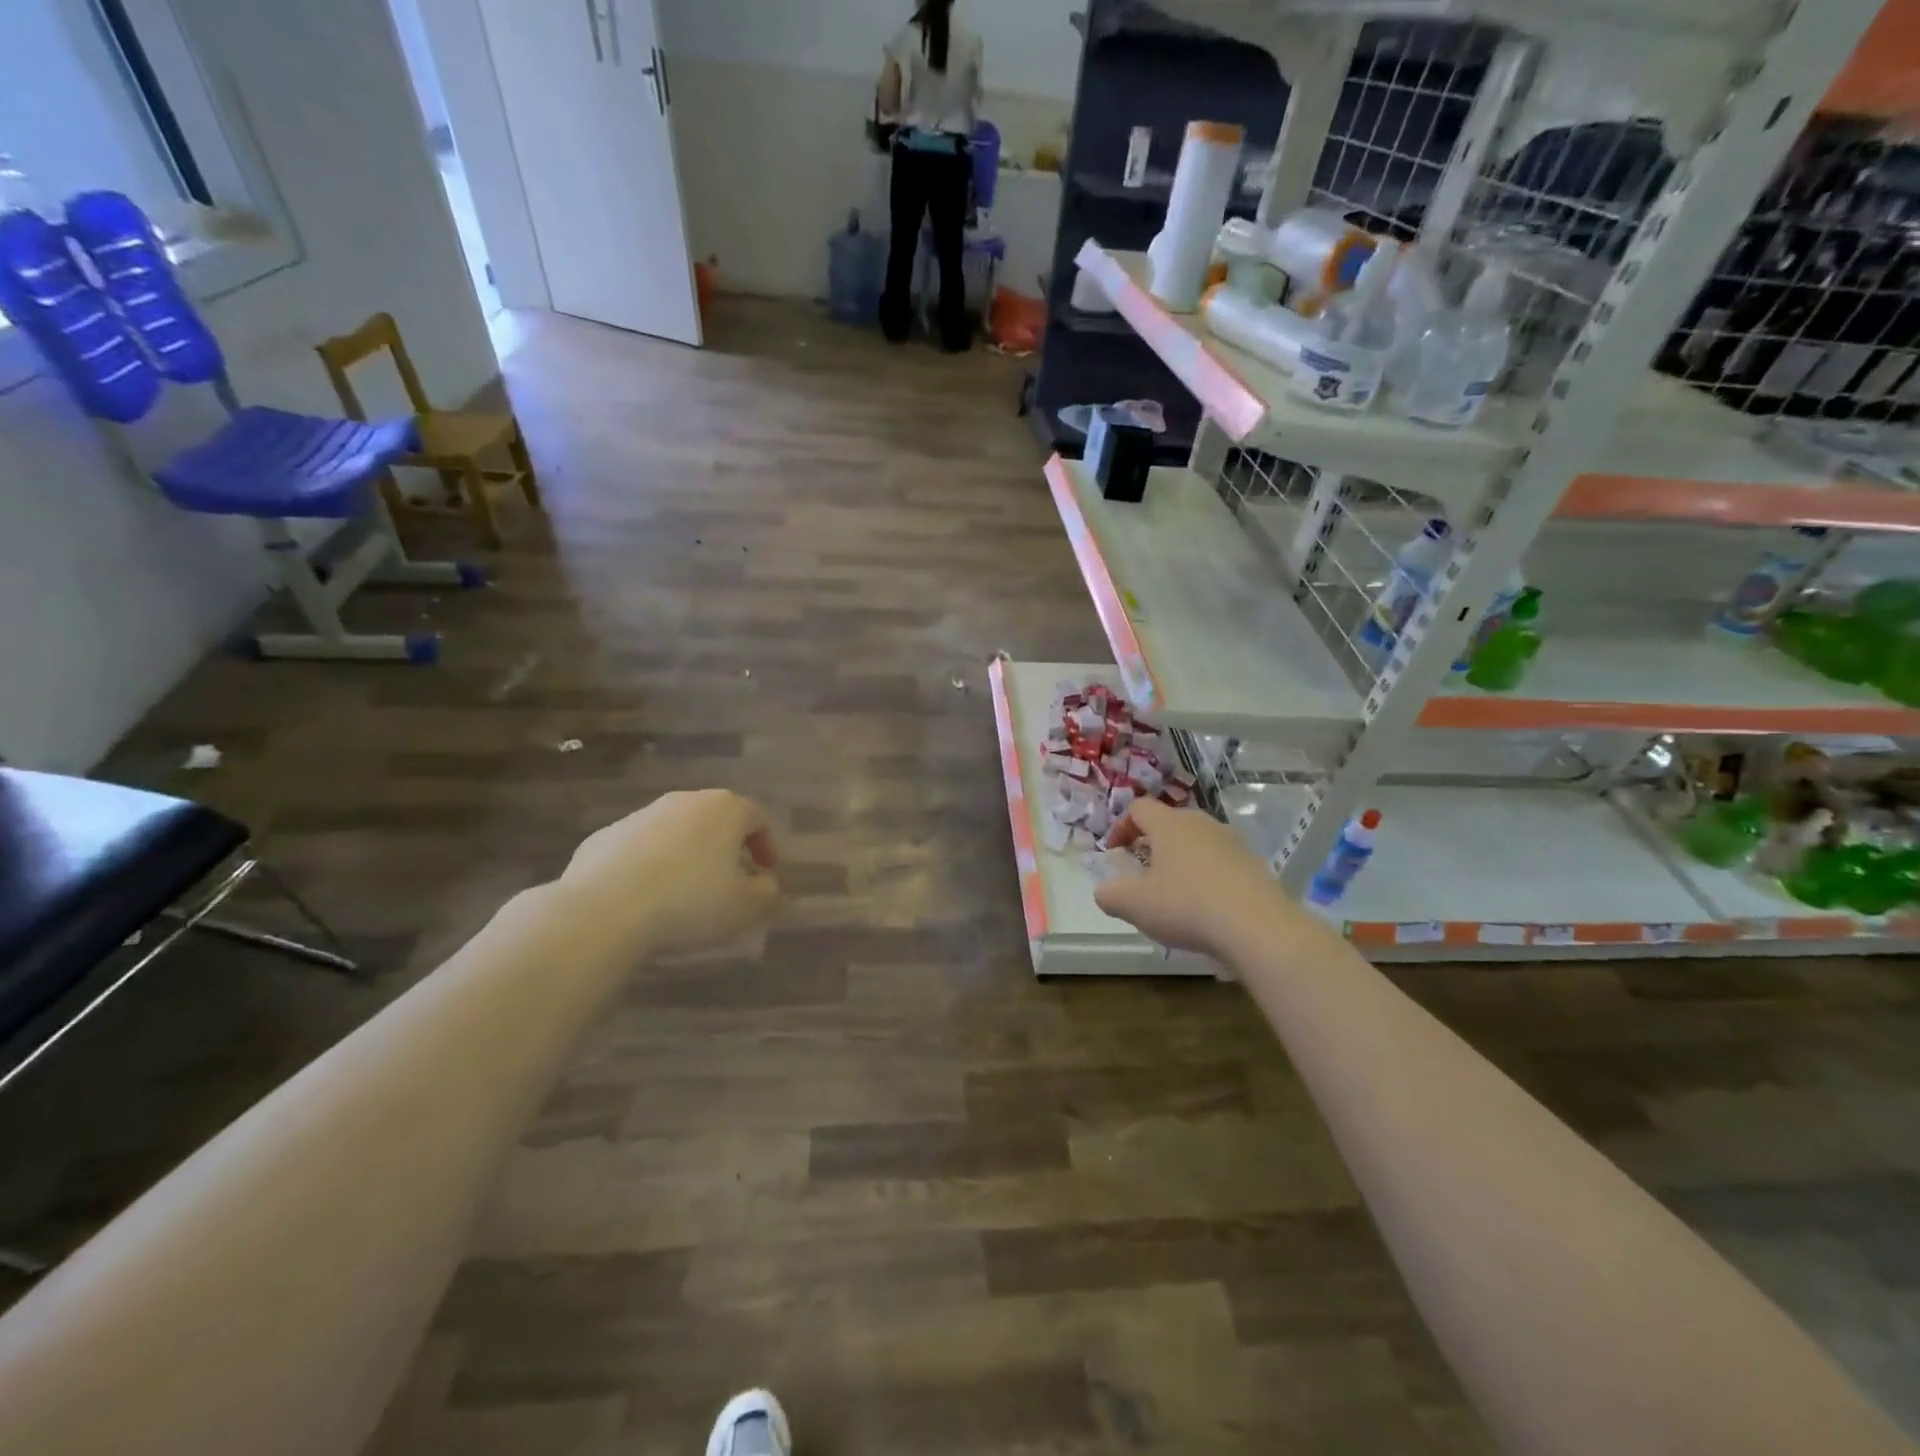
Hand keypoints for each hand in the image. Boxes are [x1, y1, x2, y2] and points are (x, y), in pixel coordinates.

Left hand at [563, 790, 780, 956]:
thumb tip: (766, 884)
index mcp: (725, 809)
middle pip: (715, 820)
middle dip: (726, 849)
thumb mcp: (746, 907)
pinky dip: (649, 867)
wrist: (603, 911)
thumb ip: (767, 892)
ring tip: (685, 895)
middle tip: (730, 882)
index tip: (766, 876)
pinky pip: (639, 849)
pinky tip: (645, 900)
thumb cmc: (690, 902)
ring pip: (675, 832)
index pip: (758, 818)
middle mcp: (684, 801)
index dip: (767, 847)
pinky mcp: (603, 837)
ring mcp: (640, 816)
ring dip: (687, 856)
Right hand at [1095, 799, 1299, 958]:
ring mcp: (1232, 843)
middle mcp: (1201, 823)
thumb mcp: (1134, 904)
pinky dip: (1206, 878)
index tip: (1114, 852)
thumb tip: (1105, 891)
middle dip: (1151, 844)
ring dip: (1180, 862)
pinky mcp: (1254, 866)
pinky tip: (1205, 909)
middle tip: (1141, 873)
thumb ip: (1109, 894)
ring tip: (1173, 894)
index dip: (1121, 827)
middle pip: (1169, 823)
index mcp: (1169, 824)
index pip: (1138, 808)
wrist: (1258, 927)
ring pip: (1197, 843)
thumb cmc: (1186, 906)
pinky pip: (1220, 864)